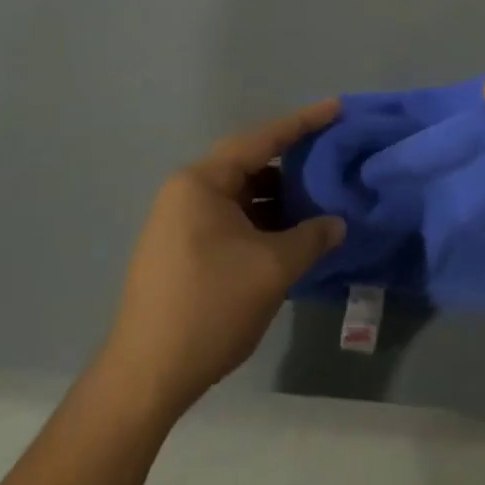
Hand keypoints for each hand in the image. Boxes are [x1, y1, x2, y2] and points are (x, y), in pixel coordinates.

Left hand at [106, 99, 345, 411]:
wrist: (147, 376)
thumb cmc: (210, 308)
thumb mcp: (273, 268)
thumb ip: (312, 237)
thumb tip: (336, 223)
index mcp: (201, 183)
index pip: (261, 140)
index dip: (303, 123)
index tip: (336, 108)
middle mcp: (187, 193)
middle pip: (250, 165)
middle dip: (294, 165)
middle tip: (335, 160)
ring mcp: (181, 222)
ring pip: (242, 196)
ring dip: (280, 200)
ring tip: (322, 203)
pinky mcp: (183, 249)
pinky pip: (232, 220)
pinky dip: (263, 223)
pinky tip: (293, 236)